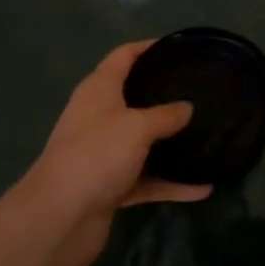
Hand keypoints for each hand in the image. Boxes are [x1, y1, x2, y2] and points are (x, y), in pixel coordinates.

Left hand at [20, 42, 210, 265]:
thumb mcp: (137, 127)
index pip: (124, 56)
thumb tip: (187, 107)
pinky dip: (170, 183)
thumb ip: (166, 115)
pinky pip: (147, 179)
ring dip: (170, 143)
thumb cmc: (96, 154)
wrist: (59, 219)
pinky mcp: (110, 187)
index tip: (178, 47)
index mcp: (99, 90)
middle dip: (164, 95)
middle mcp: (99, 117)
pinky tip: (202, 188)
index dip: (148, 47)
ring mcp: (104, 154)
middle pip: (134, 98)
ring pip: (143, 142)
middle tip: (199, 90)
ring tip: (205, 135)